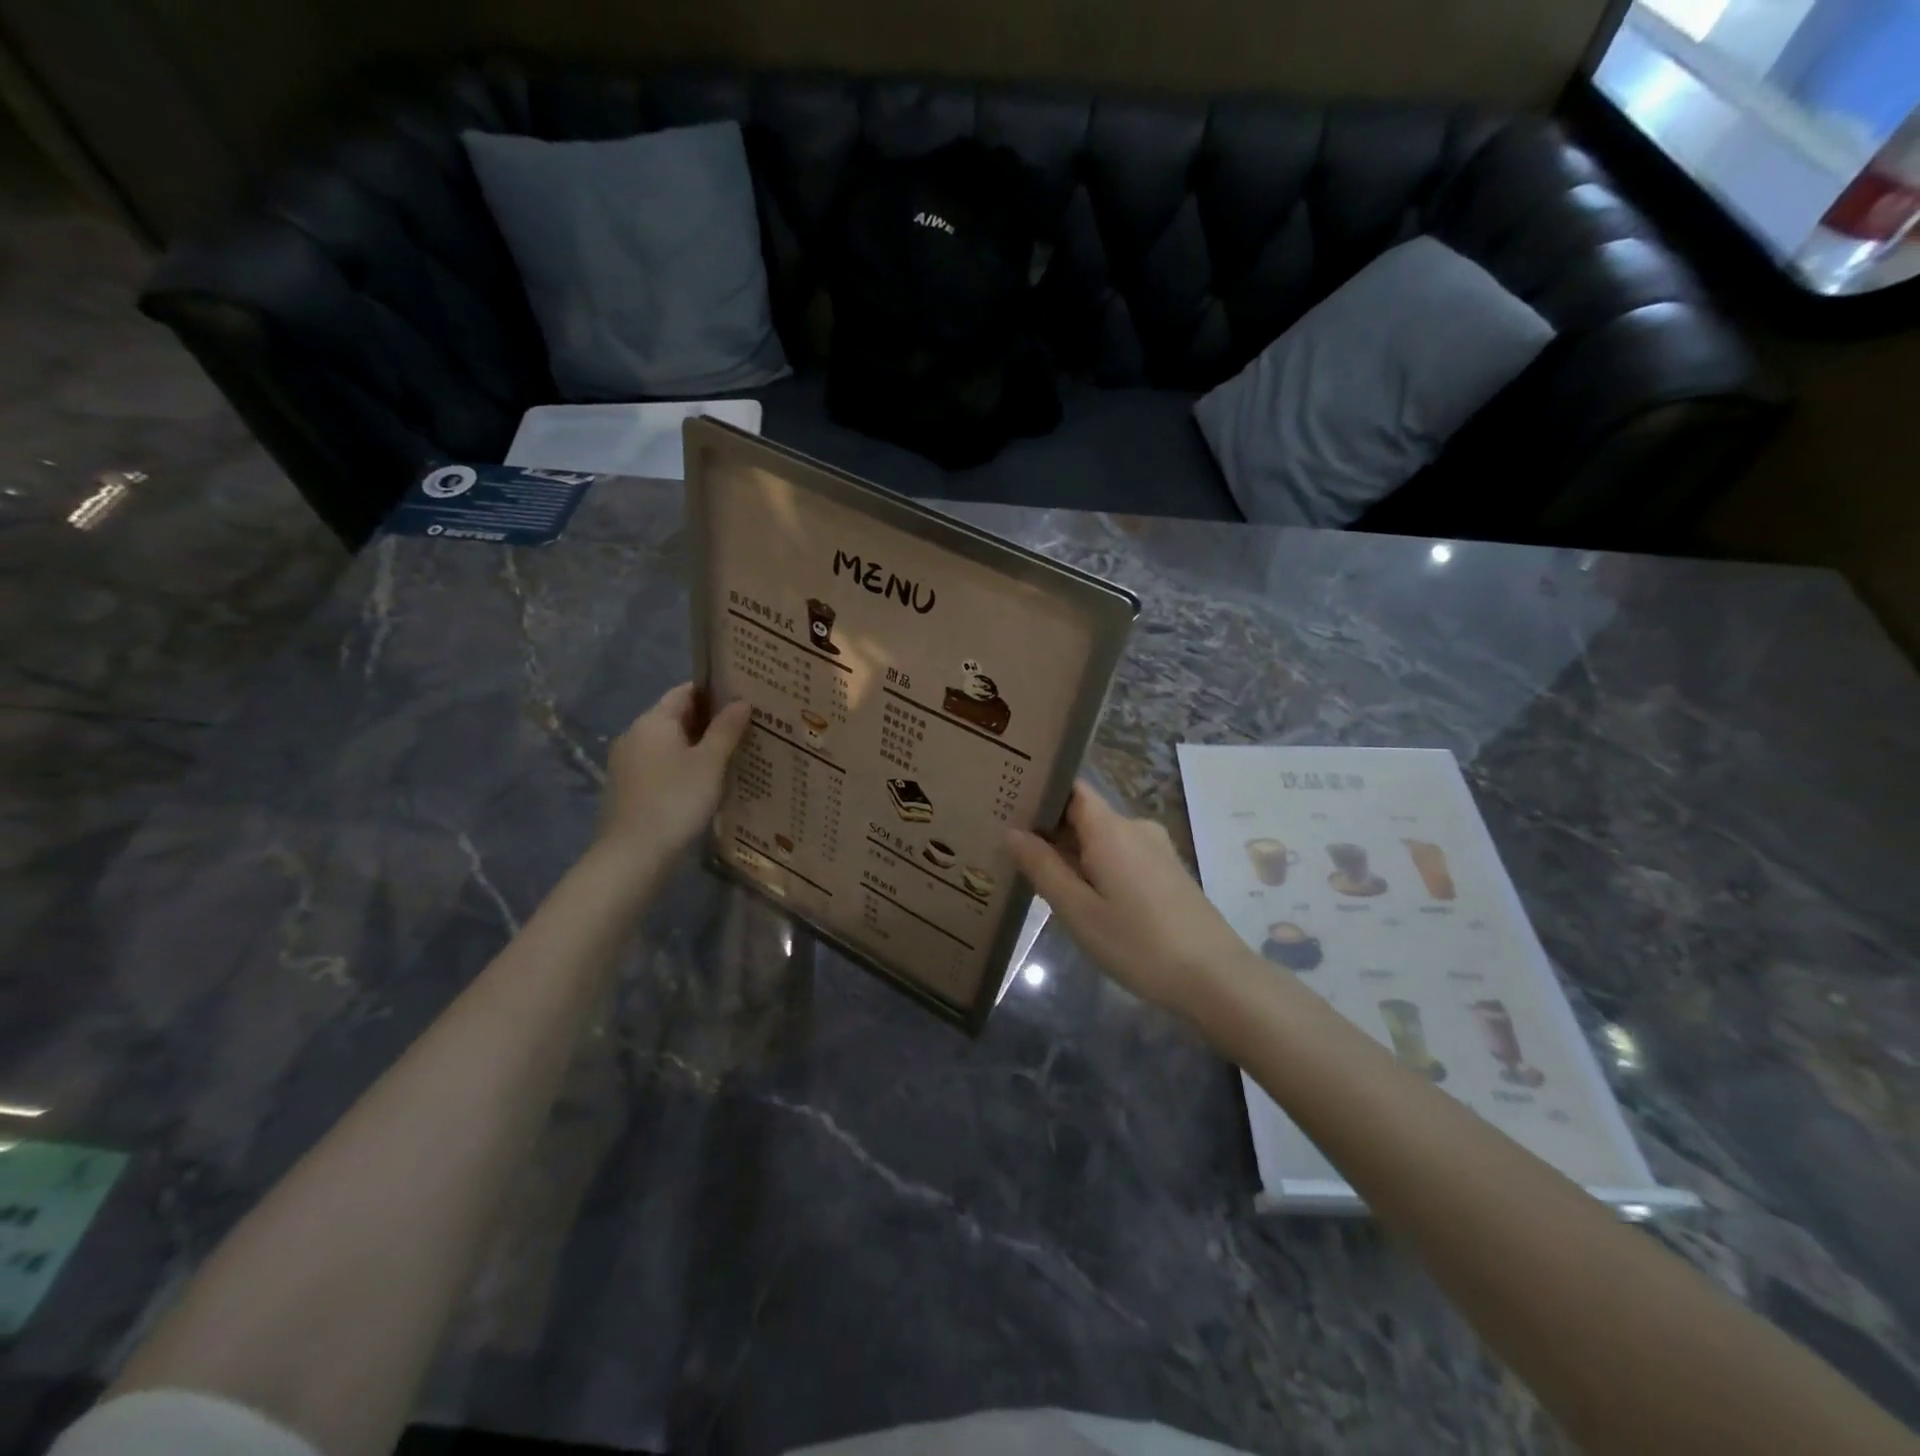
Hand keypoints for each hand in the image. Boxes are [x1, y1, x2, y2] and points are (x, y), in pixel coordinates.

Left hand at [599, 684, 750, 859]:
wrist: (634, 854)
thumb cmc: (676, 800)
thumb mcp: (710, 763)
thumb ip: (726, 729)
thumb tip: (742, 701)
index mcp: (653, 721)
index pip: (686, 691)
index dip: (715, 691)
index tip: (743, 697)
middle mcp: (635, 734)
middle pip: (677, 716)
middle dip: (710, 720)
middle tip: (746, 726)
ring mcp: (627, 762)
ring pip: (669, 743)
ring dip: (697, 745)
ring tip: (732, 753)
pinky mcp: (628, 787)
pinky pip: (661, 764)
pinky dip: (683, 765)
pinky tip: (705, 781)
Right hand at [1008, 782, 1258, 1017]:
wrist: (1216, 978)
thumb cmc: (1139, 944)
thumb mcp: (1079, 911)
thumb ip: (1043, 867)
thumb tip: (1012, 830)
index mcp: (1110, 828)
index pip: (1070, 787)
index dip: (1039, 791)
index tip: (1006, 804)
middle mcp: (1134, 827)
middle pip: (1083, 813)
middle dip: (1048, 829)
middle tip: (1008, 847)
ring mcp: (1155, 849)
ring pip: (1101, 838)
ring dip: (1072, 852)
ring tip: (1036, 875)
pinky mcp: (1166, 871)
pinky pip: (1120, 855)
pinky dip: (1096, 866)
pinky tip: (1081, 896)